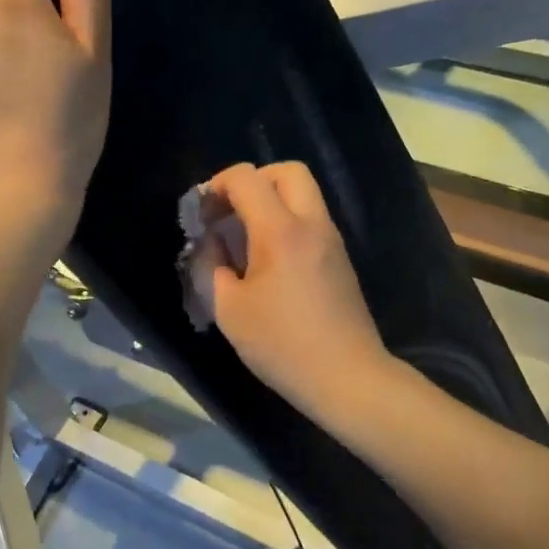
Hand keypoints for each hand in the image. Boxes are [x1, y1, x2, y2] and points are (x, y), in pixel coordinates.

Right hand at [188, 162, 395, 423]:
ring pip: (304, 194)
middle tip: (229, 214)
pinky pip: (312, 220)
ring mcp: (332, 240)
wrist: (347, 377)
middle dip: (252, 181)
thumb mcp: (229, 311)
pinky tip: (269, 261)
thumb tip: (209, 243)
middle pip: (287, 171)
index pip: (246, 178)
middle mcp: (312, 224)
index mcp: (280, 231)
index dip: (216, 185)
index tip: (201, 215)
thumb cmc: (282, 345)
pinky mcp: (340, 259)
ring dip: (271, 202)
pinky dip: (287, 222)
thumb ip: (209, 267)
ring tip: (245, 239)